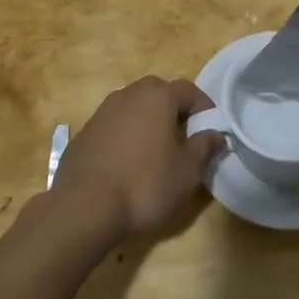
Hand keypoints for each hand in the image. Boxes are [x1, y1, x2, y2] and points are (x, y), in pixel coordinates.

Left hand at [50, 77, 225, 242]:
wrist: (83, 208)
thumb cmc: (144, 186)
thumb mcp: (186, 173)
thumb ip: (204, 148)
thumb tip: (216, 134)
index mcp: (157, 97)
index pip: (188, 89)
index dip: (204, 107)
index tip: (212, 128)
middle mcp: (129, 94)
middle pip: (158, 92)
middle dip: (174, 109)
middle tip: (184, 136)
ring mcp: (103, 111)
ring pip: (133, 107)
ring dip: (147, 121)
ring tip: (156, 150)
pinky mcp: (85, 132)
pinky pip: (114, 125)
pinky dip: (125, 135)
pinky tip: (127, 163)